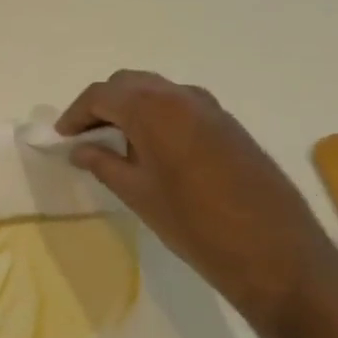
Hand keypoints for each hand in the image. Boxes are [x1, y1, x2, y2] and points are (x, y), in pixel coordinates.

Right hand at [58, 70, 337, 324]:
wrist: (276, 254)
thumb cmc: (195, 225)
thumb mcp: (138, 195)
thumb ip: (103, 163)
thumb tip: (80, 149)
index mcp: (153, 110)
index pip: (101, 95)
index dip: (75, 113)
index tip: (62, 137)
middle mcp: (181, 97)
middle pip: (129, 83)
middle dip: (102, 103)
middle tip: (85, 135)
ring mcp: (211, 109)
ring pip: (158, 91)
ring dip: (131, 106)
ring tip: (116, 141)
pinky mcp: (230, 126)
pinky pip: (182, 106)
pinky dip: (158, 115)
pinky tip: (154, 149)